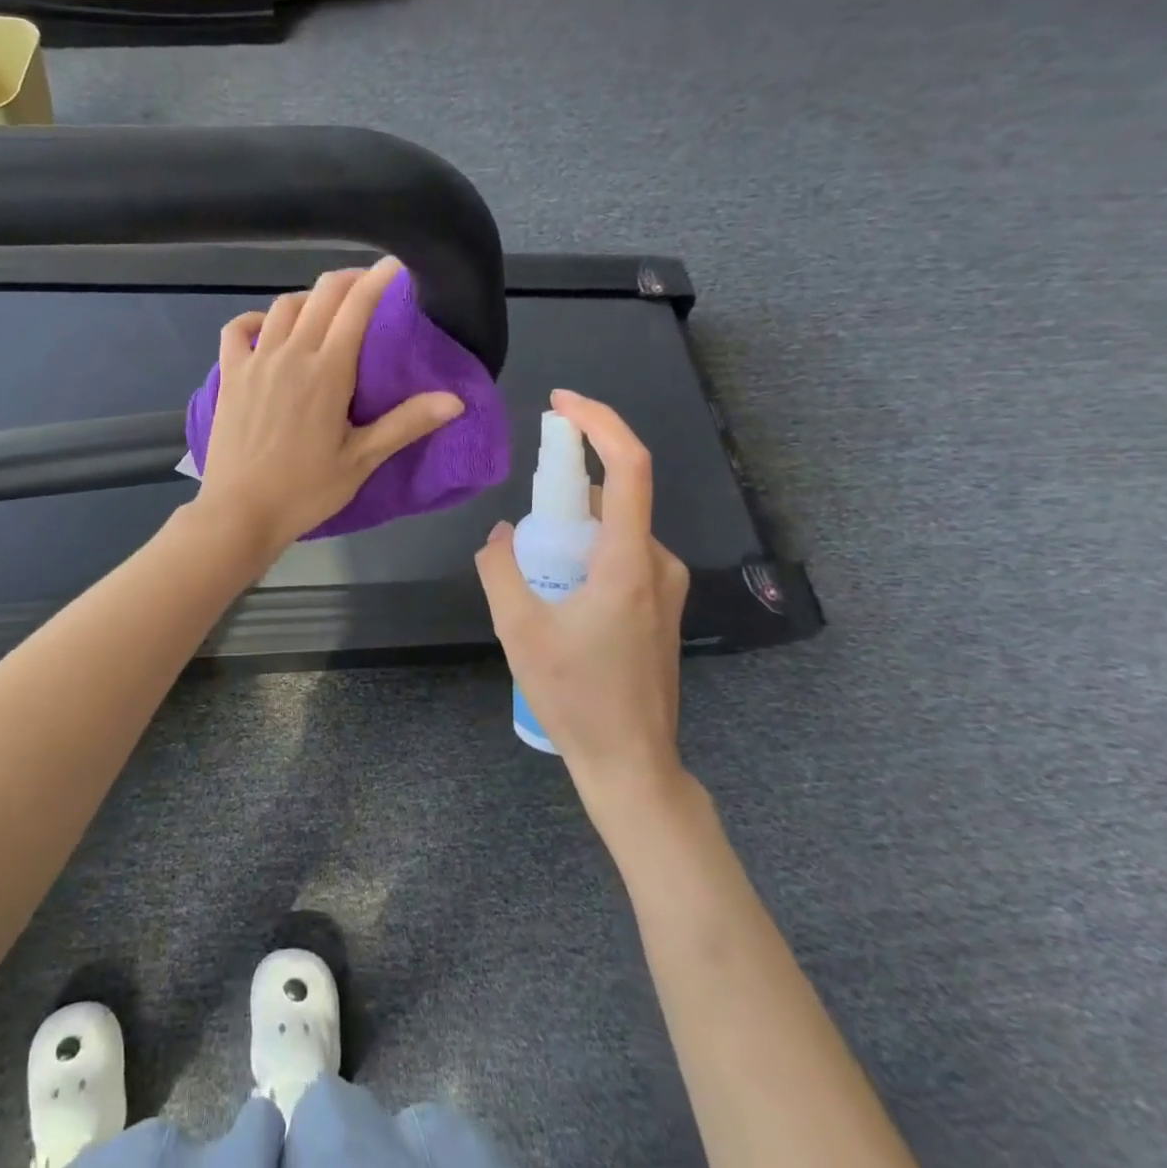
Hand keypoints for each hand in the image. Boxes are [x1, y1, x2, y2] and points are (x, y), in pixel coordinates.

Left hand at [195, 257, 464, 554]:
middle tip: (367, 285)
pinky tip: (269, 329)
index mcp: (327, 371)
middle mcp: (290, 354)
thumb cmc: (305, 490)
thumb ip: (406, 424)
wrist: (240, 512)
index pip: (356, 307)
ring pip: (283, 306)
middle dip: (348, 280)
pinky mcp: (229, 375)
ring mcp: (255, 361)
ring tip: (325, 309)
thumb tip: (456, 400)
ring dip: (309, 298)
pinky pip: (238, 329)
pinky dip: (256, 318)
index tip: (395, 266)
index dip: (378, 280)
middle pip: (321, 295)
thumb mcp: (361, 460)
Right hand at [473, 389, 689, 798]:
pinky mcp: (661, 605)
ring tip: (534, 572)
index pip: (628, 467)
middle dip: (566, 488)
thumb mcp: (518, 629)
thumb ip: (501, 568)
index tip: (561, 404)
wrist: (631, 763)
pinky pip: (622, 554)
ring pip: (615, 529)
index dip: (598, 423)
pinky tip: (558, 593)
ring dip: (573, 528)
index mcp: (629, 562)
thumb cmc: (575, 696)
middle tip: (524, 519)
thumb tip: (502, 533)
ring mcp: (666, 586)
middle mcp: (658, 563)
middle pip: (614, 497)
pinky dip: (587, 551)